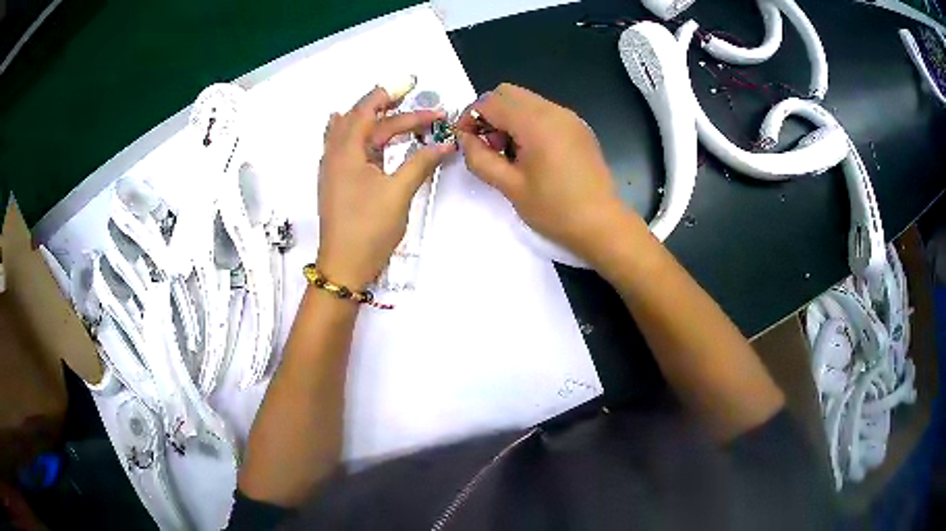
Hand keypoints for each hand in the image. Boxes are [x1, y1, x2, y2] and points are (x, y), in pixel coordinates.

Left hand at [317, 87, 455, 287]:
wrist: (344, 265)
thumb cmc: (369, 228)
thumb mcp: (398, 192)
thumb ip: (421, 163)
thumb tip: (445, 143)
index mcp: (346, 151)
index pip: (366, 111)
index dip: (389, 94)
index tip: (412, 86)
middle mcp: (335, 154)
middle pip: (362, 120)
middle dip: (391, 110)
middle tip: (420, 107)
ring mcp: (333, 169)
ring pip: (352, 133)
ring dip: (375, 121)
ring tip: (397, 110)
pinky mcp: (337, 182)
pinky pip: (347, 147)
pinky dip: (360, 136)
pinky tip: (365, 134)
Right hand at [455, 84, 638, 265]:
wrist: (601, 224)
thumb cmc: (554, 210)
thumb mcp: (510, 187)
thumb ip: (480, 158)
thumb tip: (464, 138)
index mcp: (536, 123)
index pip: (490, 102)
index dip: (470, 118)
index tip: (467, 142)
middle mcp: (554, 111)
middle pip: (508, 93)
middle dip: (490, 114)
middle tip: (490, 146)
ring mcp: (569, 117)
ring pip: (526, 100)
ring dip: (509, 118)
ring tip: (511, 153)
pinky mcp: (578, 127)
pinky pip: (544, 111)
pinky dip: (528, 122)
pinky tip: (532, 153)